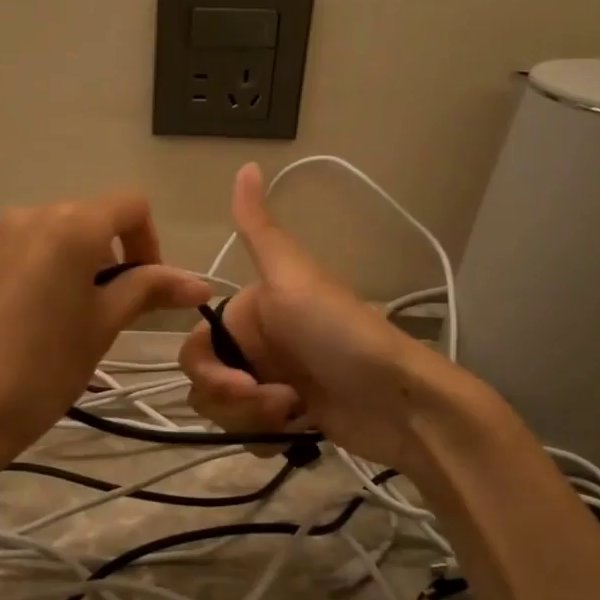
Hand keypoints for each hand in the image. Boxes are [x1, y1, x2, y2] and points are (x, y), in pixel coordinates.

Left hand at [0, 191, 210, 464]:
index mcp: (69, 226)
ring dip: (74, 265)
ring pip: (50, 236)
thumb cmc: (43, 369)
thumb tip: (200, 283)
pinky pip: (15, 253)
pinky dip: (36, 273)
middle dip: (111, 257)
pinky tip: (25, 324)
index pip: (130, 206)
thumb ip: (149, 291)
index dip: (150, 243)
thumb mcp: (103, 326)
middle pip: (88, 218)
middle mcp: (27, 216)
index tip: (144, 291)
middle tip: (108, 313)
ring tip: (66, 320)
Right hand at [180, 163, 456, 469]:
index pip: (197, 346)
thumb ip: (259, 230)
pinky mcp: (288, 419)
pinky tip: (298, 431)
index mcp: (252, 311)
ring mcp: (272, 383)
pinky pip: (248, 433)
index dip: (209, 369)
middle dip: (233, 400)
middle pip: (206, 382)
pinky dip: (265, 436)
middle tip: (279, 402)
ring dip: (253, 418)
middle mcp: (257, 345)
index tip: (242, 382)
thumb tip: (247, 163)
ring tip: (296, 413)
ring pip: (224, 411)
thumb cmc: (343, 334)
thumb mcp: (294, 277)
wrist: (402, 401)